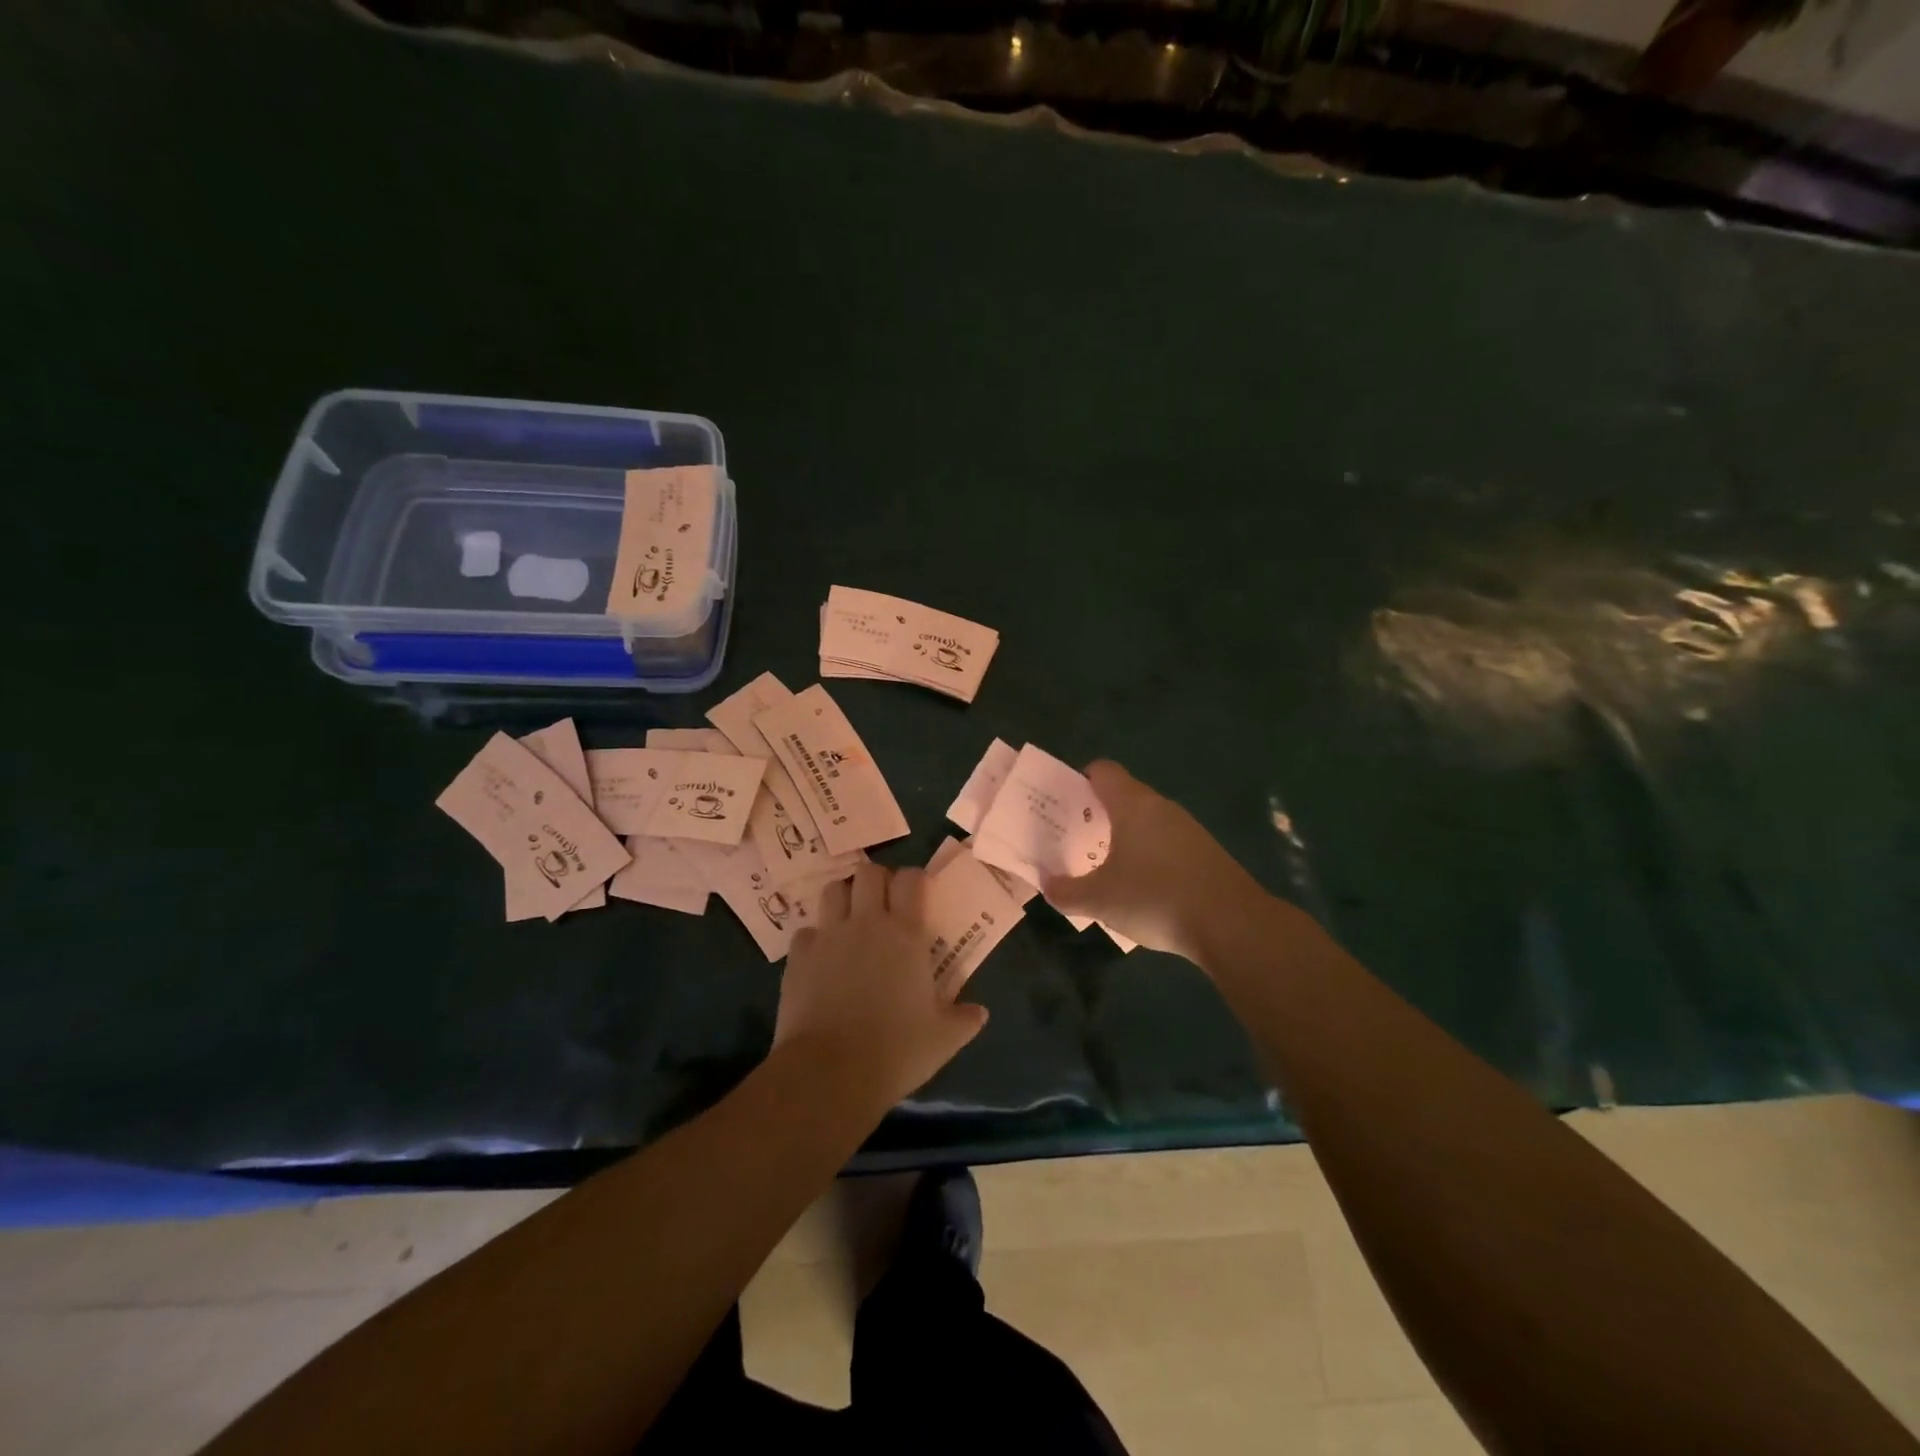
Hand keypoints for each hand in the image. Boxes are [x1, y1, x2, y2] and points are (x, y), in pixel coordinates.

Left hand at [774, 862, 988, 1109]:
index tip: (918, 894)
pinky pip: (807, 931)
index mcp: (905, 934)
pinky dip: (816, 938)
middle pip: (868, 873)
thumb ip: (964, 1019)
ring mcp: (828, 936)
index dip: (915, 879)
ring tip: (851, 919)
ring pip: (834, 890)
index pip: (910, 879)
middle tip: (884, 904)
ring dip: (844, 898)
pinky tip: (822, 958)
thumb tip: (979, 1012)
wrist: (829, 1073)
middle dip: (877, 880)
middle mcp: (866, 923)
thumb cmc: (895, 1051)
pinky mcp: (798, 957)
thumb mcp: (943, 1039)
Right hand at [1040, 760, 1261, 963]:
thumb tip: (1048, 884)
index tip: (1065, 808)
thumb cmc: (1154, 897)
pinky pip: (1167, 845)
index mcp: (1132, 805)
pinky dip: (1150, 858)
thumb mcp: (1099, 900)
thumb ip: (1066, 891)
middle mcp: (1161, 808)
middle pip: (1124, 797)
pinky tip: (1143, 891)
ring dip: (1125, 840)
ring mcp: (1189, 829)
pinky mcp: (1206, 854)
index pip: (1103, 771)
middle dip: (1098, 816)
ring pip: (1147, 823)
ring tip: (1105, 870)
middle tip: (1076, 842)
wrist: (1232, 925)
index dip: (1080, 782)